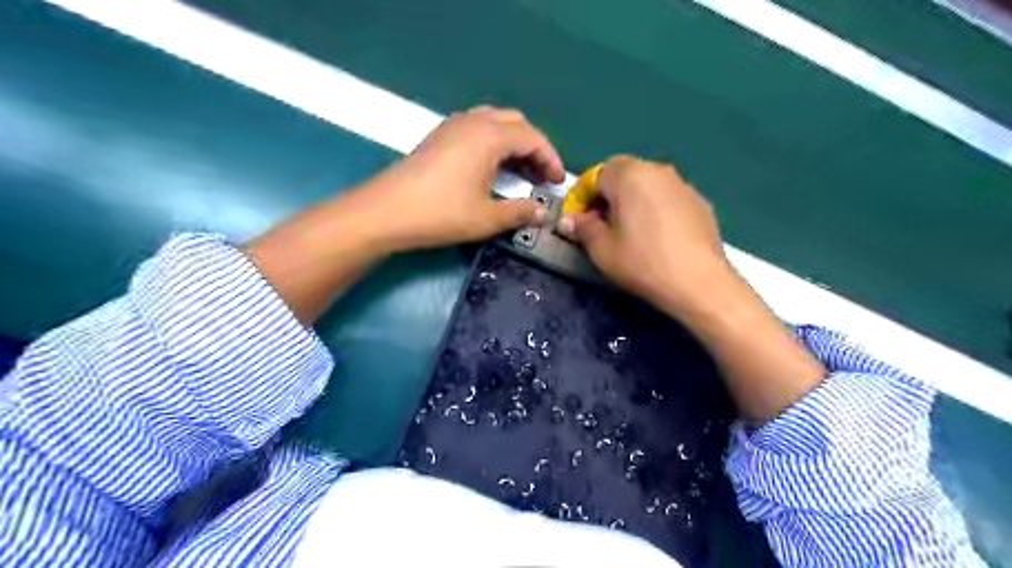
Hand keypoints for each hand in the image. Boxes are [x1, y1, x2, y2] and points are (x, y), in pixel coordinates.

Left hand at [338, 104, 561, 249]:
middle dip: (534, 147)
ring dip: (513, 142)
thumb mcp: (487, 217)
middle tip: (541, 175)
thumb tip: (545, 213)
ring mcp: (452, 126)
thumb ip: (521, 212)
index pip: (532, 137)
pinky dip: (493, 142)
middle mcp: (473, 121)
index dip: (550, 158)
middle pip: (515, 123)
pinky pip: (476, 128)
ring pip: (495, 122)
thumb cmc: (441, 214)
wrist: (386, 212)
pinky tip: (491, 167)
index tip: (558, 182)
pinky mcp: (439, 136)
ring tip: (520, 171)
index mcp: (489, 136)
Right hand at [558, 155, 731, 315]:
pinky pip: (667, 199)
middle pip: (623, 175)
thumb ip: (581, 228)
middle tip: (600, 227)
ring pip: (647, 186)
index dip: (582, 197)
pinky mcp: (700, 202)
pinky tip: (656, 238)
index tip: (577, 221)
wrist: (699, 283)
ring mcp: (683, 185)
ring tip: (628, 233)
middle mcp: (657, 170)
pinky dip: (655, 210)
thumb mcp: (601, 249)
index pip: (596, 175)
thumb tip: (567, 220)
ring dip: (631, 203)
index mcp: (629, 175)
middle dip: (606, 197)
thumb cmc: (642, 263)